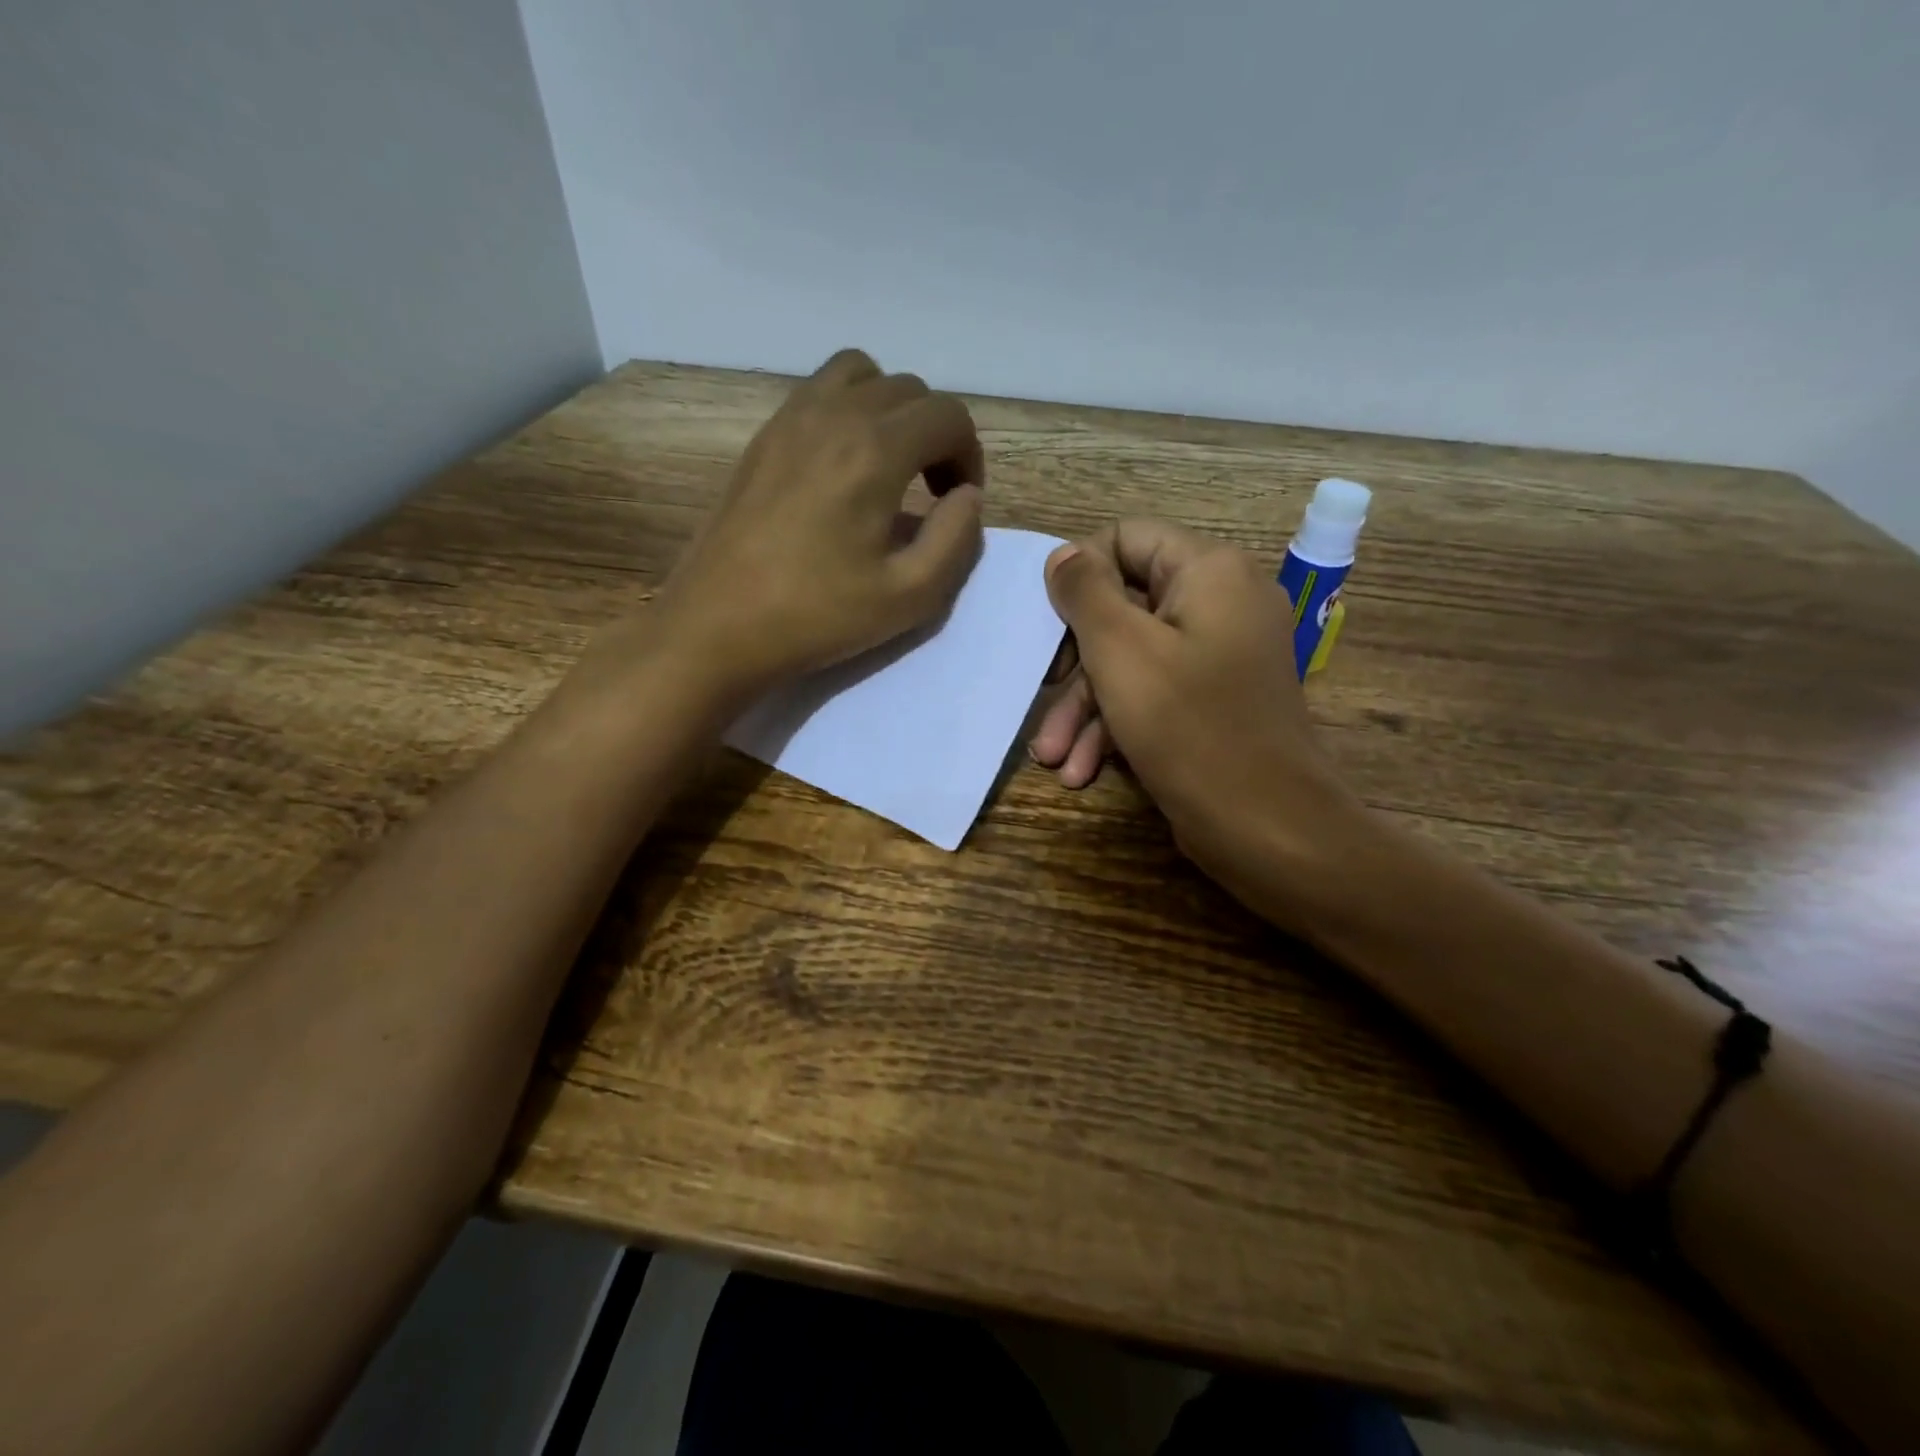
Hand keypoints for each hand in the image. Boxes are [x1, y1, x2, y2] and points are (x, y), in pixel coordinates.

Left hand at [602, 349, 986, 699]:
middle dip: (936, 434)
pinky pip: (818, 392)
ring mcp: (790, 419)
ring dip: (891, 411)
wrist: (718, 625)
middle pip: (909, 390)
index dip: (969, 456)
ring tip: (890, 466)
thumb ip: (956, 539)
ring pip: (861, 376)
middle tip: (932, 493)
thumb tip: (967, 497)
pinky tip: (843, 467)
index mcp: (875, 451)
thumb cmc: (817, 616)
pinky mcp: (763, 436)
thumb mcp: (910, 596)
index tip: (958, 503)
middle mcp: (834, 415)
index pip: (948, 416)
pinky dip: (848, 410)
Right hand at [1033, 519, 1358, 890]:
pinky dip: (1117, 726)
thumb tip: (1064, 556)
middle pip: (1124, 606)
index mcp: (1209, 572)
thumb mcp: (1120, 650)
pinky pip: (1155, 694)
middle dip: (1074, 661)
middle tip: (1040, 692)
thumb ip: (1084, 592)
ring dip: (1086, 707)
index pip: (1127, 538)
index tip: (1048, 624)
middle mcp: (1220, 604)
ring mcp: (1220, 657)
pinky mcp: (1214, 703)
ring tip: (1052, 757)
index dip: (1079, 573)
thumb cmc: (1189, 727)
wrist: (1268, 827)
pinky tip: (1083, 770)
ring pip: (1133, 660)